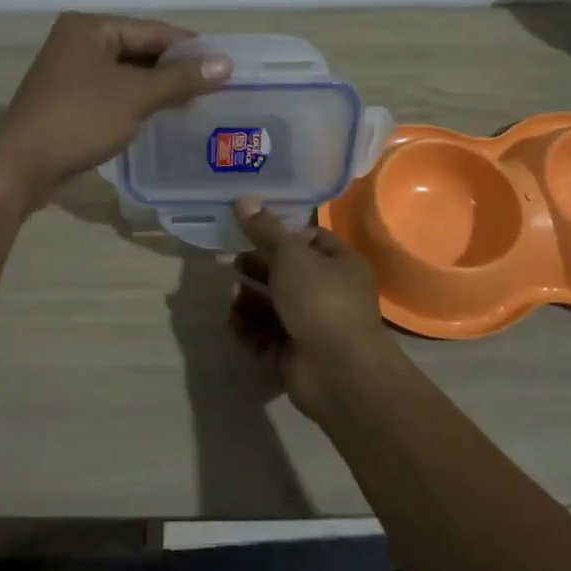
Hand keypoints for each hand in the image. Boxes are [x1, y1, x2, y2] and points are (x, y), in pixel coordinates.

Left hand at [0, 12, 231, 198]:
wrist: (23, 167)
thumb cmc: (80, 121)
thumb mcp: (136, 97)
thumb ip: (181, 78)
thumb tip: (226, 63)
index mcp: (89, 28)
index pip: (152, 30)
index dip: (190, 47)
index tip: (225, 64)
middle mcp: (78, 41)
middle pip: (139, 49)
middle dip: (175, 69)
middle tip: (215, 86)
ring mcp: (71, 71)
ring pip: (127, 73)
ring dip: (158, 87)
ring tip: (197, 101)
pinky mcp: (70, 99)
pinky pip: (114, 91)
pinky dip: (138, 100)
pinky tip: (164, 114)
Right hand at [227, 197, 398, 420]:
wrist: (338, 372)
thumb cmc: (321, 300)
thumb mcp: (291, 256)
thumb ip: (265, 230)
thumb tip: (244, 199)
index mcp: (341, 264)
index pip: (311, 240)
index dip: (282, 234)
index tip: (251, 229)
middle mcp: (330, 294)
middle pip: (288, 275)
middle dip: (258, 268)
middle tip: (231, 262)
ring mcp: (313, 327)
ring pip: (274, 307)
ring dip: (250, 300)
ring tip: (230, 295)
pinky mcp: (295, 355)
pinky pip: (267, 337)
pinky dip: (249, 330)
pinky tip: (231, 323)